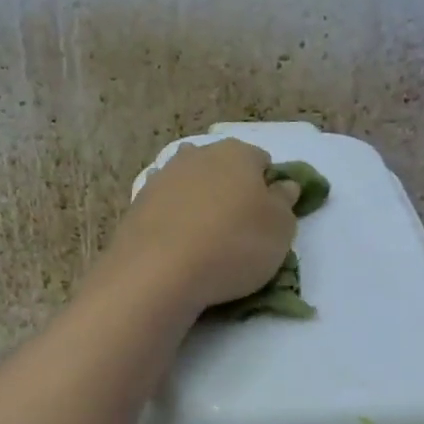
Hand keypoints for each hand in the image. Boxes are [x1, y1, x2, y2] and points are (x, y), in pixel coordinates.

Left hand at [99, 138, 301, 314]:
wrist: (159, 271)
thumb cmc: (234, 245)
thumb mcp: (281, 230)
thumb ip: (285, 203)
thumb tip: (283, 186)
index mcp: (237, 153)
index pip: (262, 162)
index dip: (268, 188)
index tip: (268, 218)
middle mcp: (198, 155)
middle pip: (222, 169)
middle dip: (231, 191)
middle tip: (238, 230)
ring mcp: (162, 177)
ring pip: (191, 186)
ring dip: (200, 204)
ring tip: (206, 241)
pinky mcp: (137, 205)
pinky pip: (166, 209)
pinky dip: (175, 222)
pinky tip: (179, 248)